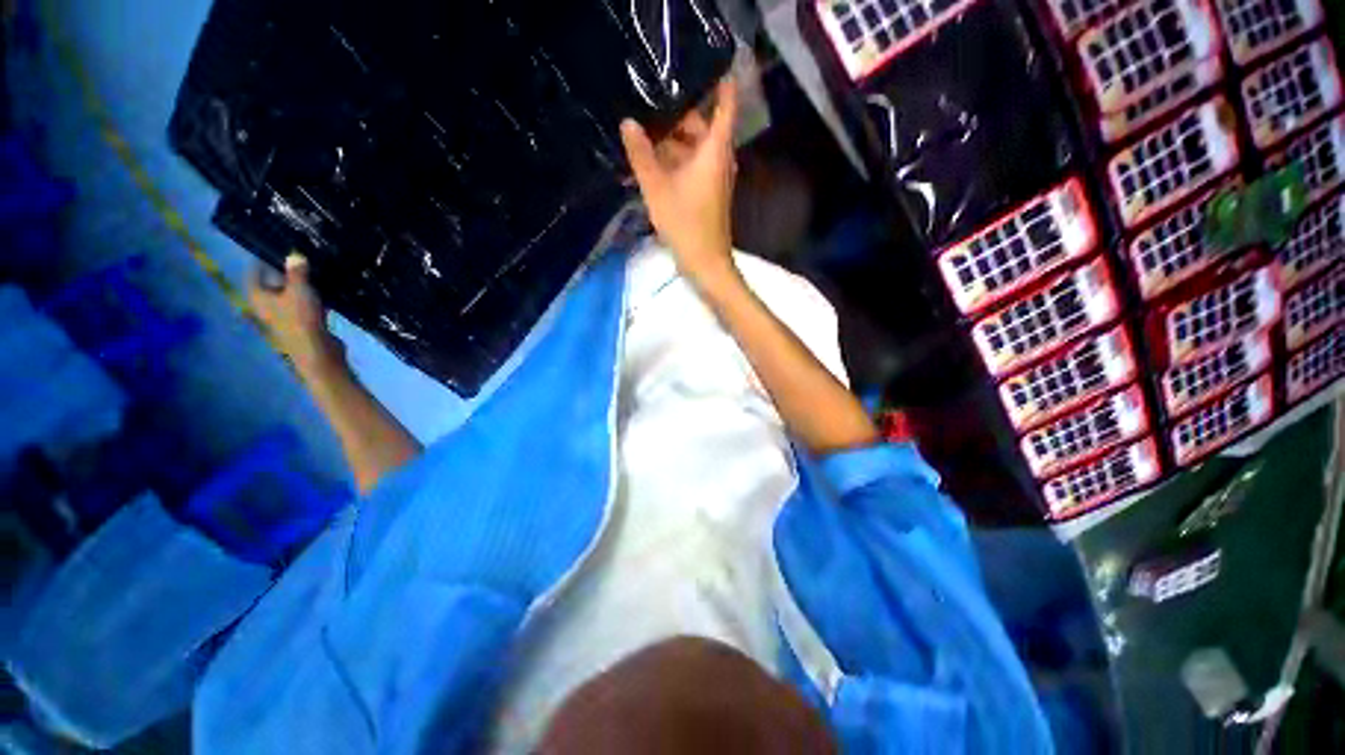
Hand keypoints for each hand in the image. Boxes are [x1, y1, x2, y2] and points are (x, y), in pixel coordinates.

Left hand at [248, 253, 344, 372]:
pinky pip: (306, 304)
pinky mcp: (302, 323)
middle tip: (303, 257)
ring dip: (303, 285)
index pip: (255, 271)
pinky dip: (314, 298)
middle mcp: (266, 304)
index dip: (266, 258)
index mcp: (258, 295)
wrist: (317, 350)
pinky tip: (327, 291)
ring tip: (318, 272)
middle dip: (288, 272)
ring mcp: (284, 315)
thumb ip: (297, 271)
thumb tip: (294, 255)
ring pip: (292, 294)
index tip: (281, 248)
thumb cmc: (300, 318)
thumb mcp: (299, 289)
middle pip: (275, 282)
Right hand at [620, 77, 739, 287]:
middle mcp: (720, 159)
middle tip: (651, 101)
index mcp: (714, 149)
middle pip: (704, 125)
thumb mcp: (657, 188)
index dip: (719, 81)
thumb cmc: (685, 223)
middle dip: (680, 114)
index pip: (725, 103)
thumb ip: (641, 154)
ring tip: (646, 129)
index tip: (701, 65)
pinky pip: (695, 166)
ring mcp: (716, 178)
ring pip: (697, 148)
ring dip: (675, 140)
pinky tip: (655, 161)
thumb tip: (628, 123)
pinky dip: (678, 160)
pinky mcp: (709, 193)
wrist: (705, 263)